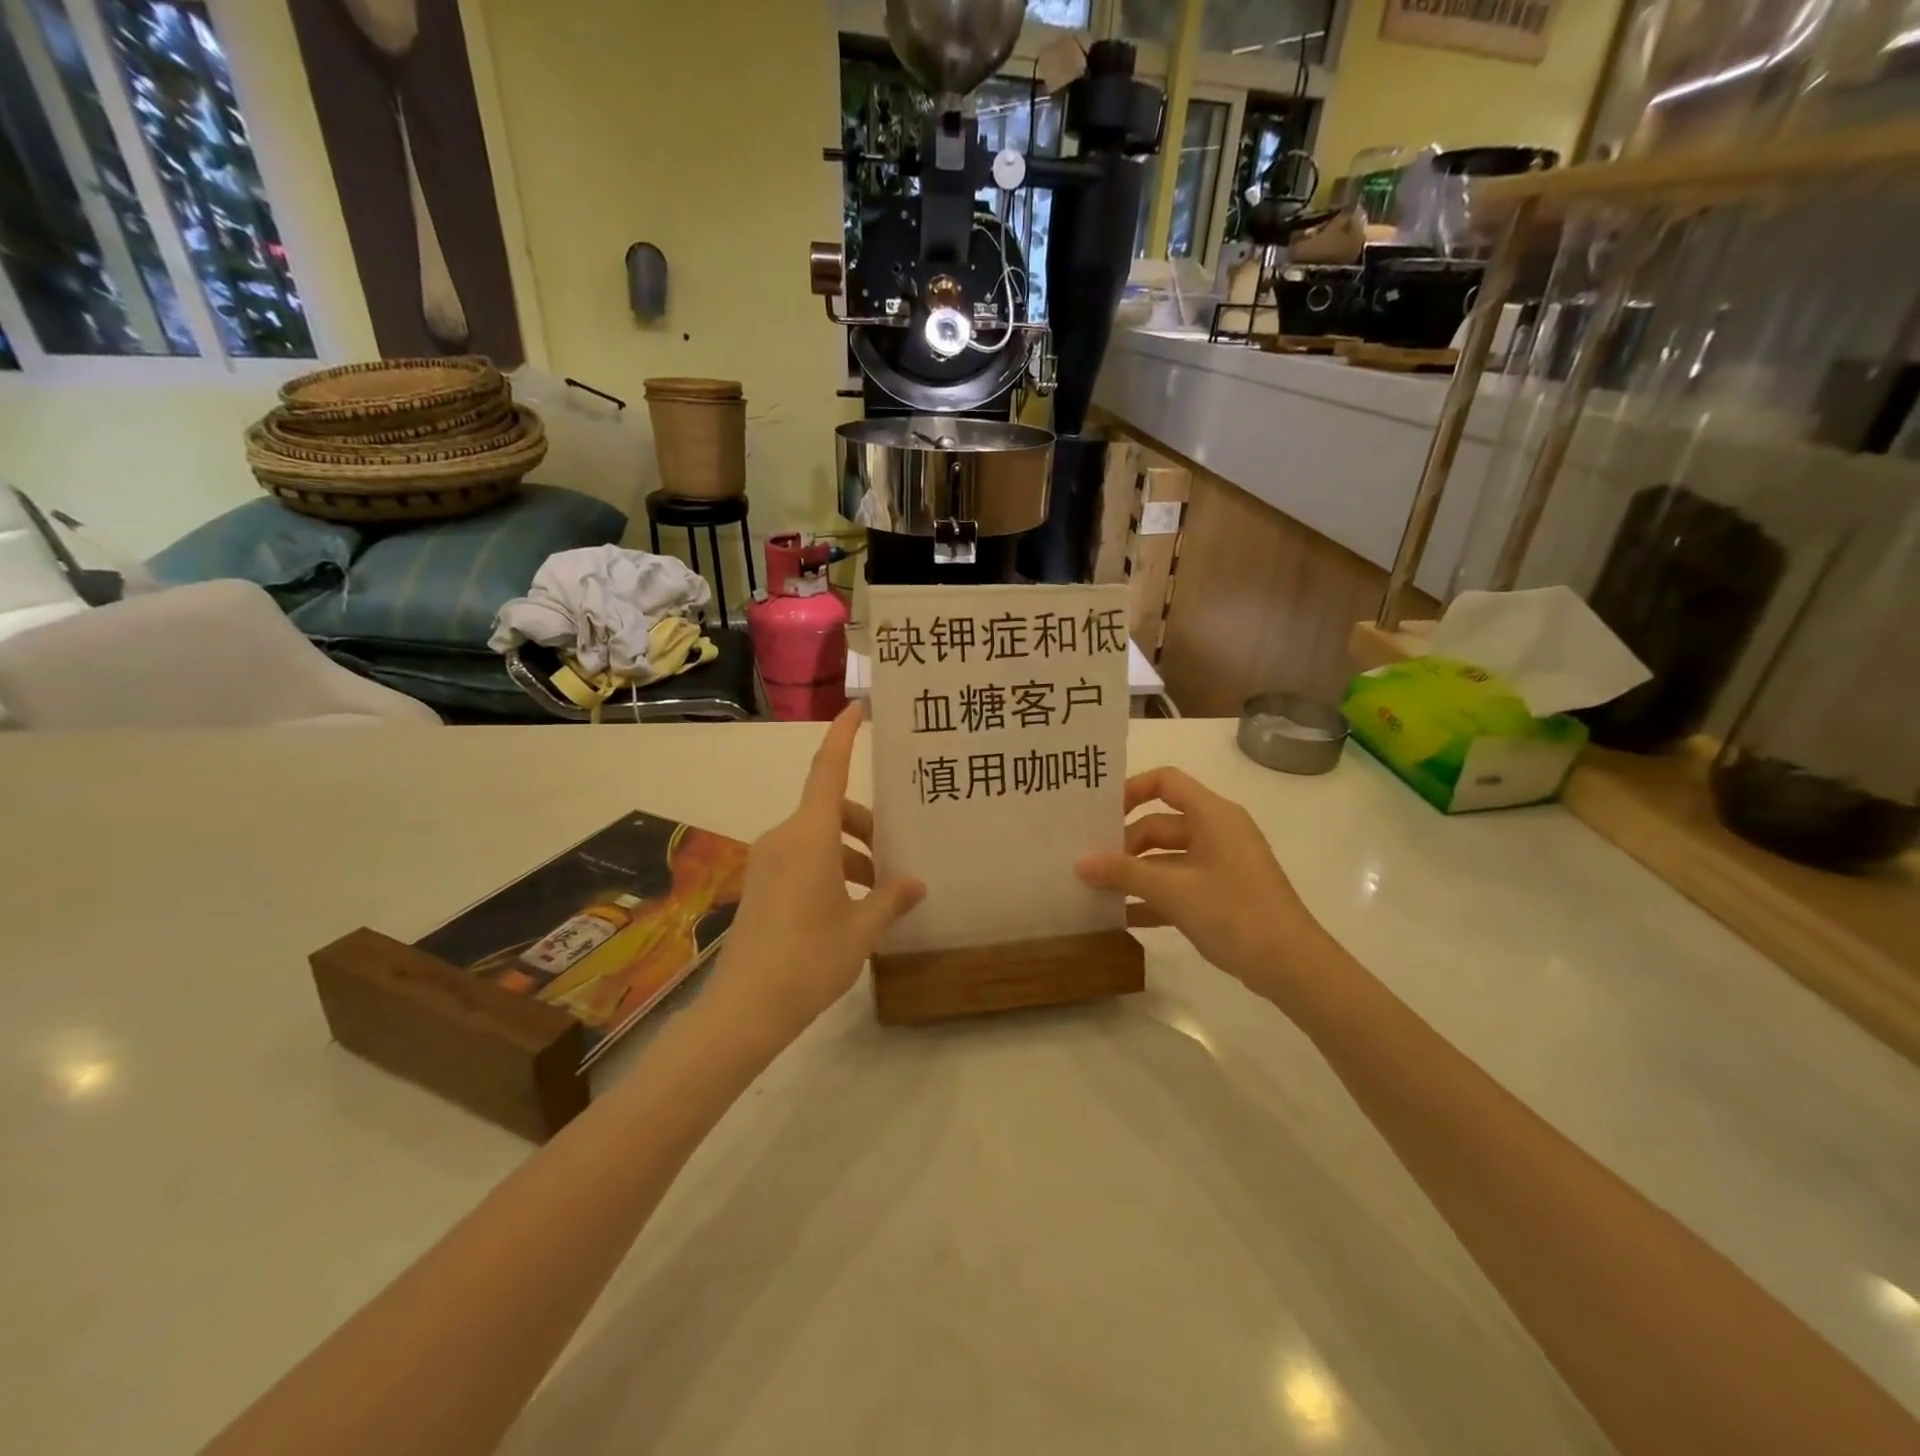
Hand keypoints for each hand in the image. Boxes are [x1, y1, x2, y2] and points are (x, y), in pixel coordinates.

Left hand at [709, 704, 924, 1041]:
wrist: (744, 1010)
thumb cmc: (810, 960)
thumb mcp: (862, 929)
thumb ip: (892, 899)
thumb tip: (917, 883)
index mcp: (810, 836)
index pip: (828, 769)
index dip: (843, 735)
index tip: (858, 708)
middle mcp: (784, 838)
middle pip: (830, 808)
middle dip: (865, 824)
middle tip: (894, 858)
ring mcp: (766, 861)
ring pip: (816, 836)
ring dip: (849, 852)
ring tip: (878, 893)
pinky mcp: (759, 884)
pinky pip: (801, 858)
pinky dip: (829, 867)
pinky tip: (849, 906)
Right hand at [1075, 767, 1329, 997]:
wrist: (1293, 967)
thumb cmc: (1235, 913)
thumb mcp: (1173, 890)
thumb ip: (1124, 873)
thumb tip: (1079, 863)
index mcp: (1213, 816)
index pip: (1166, 782)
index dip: (1131, 789)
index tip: (1100, 814)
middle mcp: (1217, 832)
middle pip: (1160, 824)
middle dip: (1125, 843)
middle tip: (1088, 864)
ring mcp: (1221, 864)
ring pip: (1167, 858)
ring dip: (1135, 873)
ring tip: (1096, 890)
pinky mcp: (1222, 895)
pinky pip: (1179, 885)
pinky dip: (1153, 897)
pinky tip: (1123, 917)